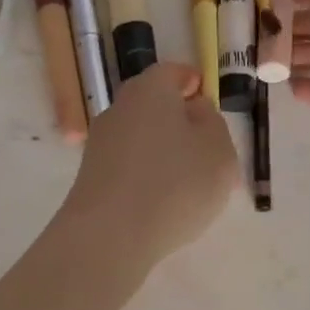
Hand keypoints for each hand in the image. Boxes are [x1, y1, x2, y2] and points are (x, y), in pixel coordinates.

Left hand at [61, 62, 236, 263]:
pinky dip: (147, 177)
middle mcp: (119, 109)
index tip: (207, 99)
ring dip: (165, 154)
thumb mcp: (219, 151)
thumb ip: (213, 123)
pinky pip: (129, 168)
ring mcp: (100, 145)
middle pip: (154, 107)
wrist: (109, 236)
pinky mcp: (91, 178)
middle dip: (181, 123)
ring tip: (190, 186)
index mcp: (150, 90)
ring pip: (142, 139)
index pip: (173, 73)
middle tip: (207, 150)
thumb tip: (195, 111)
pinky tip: (163, 204)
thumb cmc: (175, 185)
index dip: (193, 83)